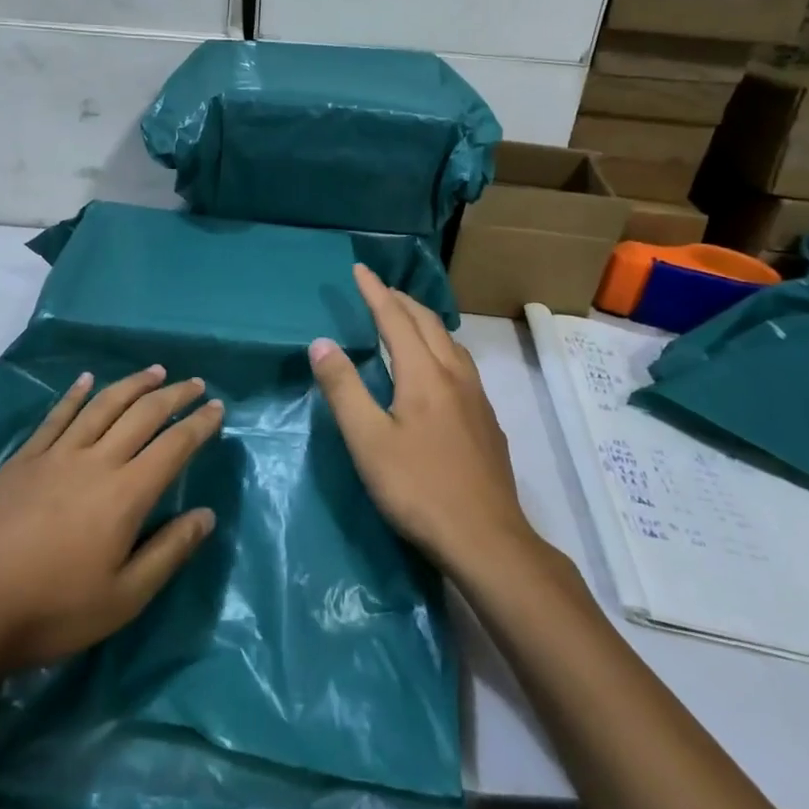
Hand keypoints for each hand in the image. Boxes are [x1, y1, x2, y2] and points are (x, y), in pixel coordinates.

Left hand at [0, 367, 222, 673]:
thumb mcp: (124, 598)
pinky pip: (56, 416)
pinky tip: (87, 380)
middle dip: (173, 395)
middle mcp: (96, 461)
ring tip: (155, 371)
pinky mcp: (24, 459)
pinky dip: (76, 394)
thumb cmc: (52, 610)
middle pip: (142, 415)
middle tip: (195, 383)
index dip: (199, 424)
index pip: (173, 446)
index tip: (217, 408)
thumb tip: (206, 515)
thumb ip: (169, 552)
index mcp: (125, 493)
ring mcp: (56, 455)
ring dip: (132, 384)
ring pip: (103, 406)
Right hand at [309, 265, 533, 575]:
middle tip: (379, 289)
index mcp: (423, 374)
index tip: (360, 269)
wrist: (487, 539)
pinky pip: (462, 364)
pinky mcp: (487, 421)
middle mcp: (454, 375)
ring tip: (407, 321)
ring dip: (425, 322)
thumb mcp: (367, 441)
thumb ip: (343, 389)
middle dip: (401, 301)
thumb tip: (321, 342)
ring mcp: (476, 398)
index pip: (395, 319)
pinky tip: (438, 370)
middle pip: (428, 323)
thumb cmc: (418, 489)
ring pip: (450, 343)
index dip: (375, 292)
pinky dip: (441, 347)